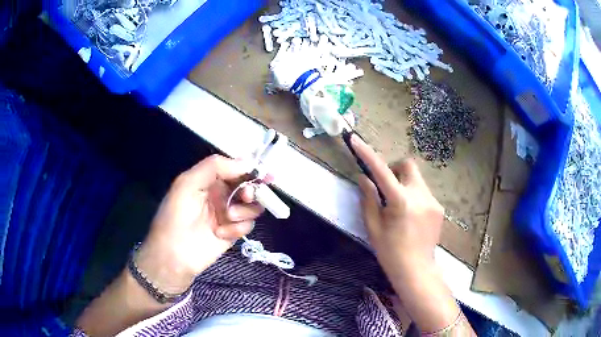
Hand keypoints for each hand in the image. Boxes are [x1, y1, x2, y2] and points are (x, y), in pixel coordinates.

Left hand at [136, 155, 263, 293]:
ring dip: (244, 210)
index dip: (250, 168)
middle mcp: (221, 194)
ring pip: (252, 206)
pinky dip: (238, 228)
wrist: (174, 254)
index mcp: (209, 179)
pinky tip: (221, 233)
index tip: (263, 172)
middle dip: (251, 190)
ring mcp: (228, 214)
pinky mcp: (233, 232)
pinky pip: (248, 225)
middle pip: (248, 186)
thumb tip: (247, 162)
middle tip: (246, 196)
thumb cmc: (176, 214)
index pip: (235, 168)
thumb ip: (215, 167)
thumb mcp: (188, 183)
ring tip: (228, 218)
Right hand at [351, 135, 443, 278]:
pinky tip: (410, 217)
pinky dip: (413, 196)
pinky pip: (423, 192)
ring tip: (399, 207)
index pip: (381, 171)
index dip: (367, 154)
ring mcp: (433, 201)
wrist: (416, 270)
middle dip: (395, 169)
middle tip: (386, 188)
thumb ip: (368, 199)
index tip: (355, 140)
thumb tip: (363, 178)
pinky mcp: (439, 207)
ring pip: (416, 179)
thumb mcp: (373, 227)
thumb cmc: (390, 252)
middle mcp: (420, 196)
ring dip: (404, 184)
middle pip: (408, 165)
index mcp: (400, 202)